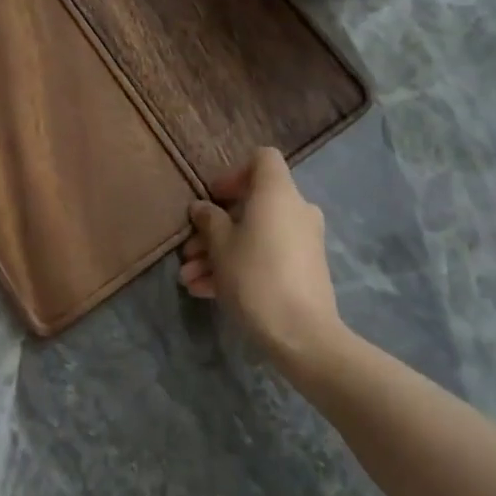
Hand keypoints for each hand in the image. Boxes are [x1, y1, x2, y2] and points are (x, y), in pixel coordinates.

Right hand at [180, 147, 347, 374]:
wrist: (303, 336)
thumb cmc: (256, 276)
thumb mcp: (221, 246)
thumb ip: (209, 220)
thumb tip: (202, 208)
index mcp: (278, 193)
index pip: (262, 159)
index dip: (235, 173)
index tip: (214, 197)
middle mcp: (295, 210)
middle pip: (253, 204)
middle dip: (217, 226)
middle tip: (190, 249)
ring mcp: (303, 242)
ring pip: (255, 235)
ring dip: (221, 252)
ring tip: (190, 279)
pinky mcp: (304, 271)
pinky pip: (267, 257)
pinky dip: (240, 267)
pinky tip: (206, 292)